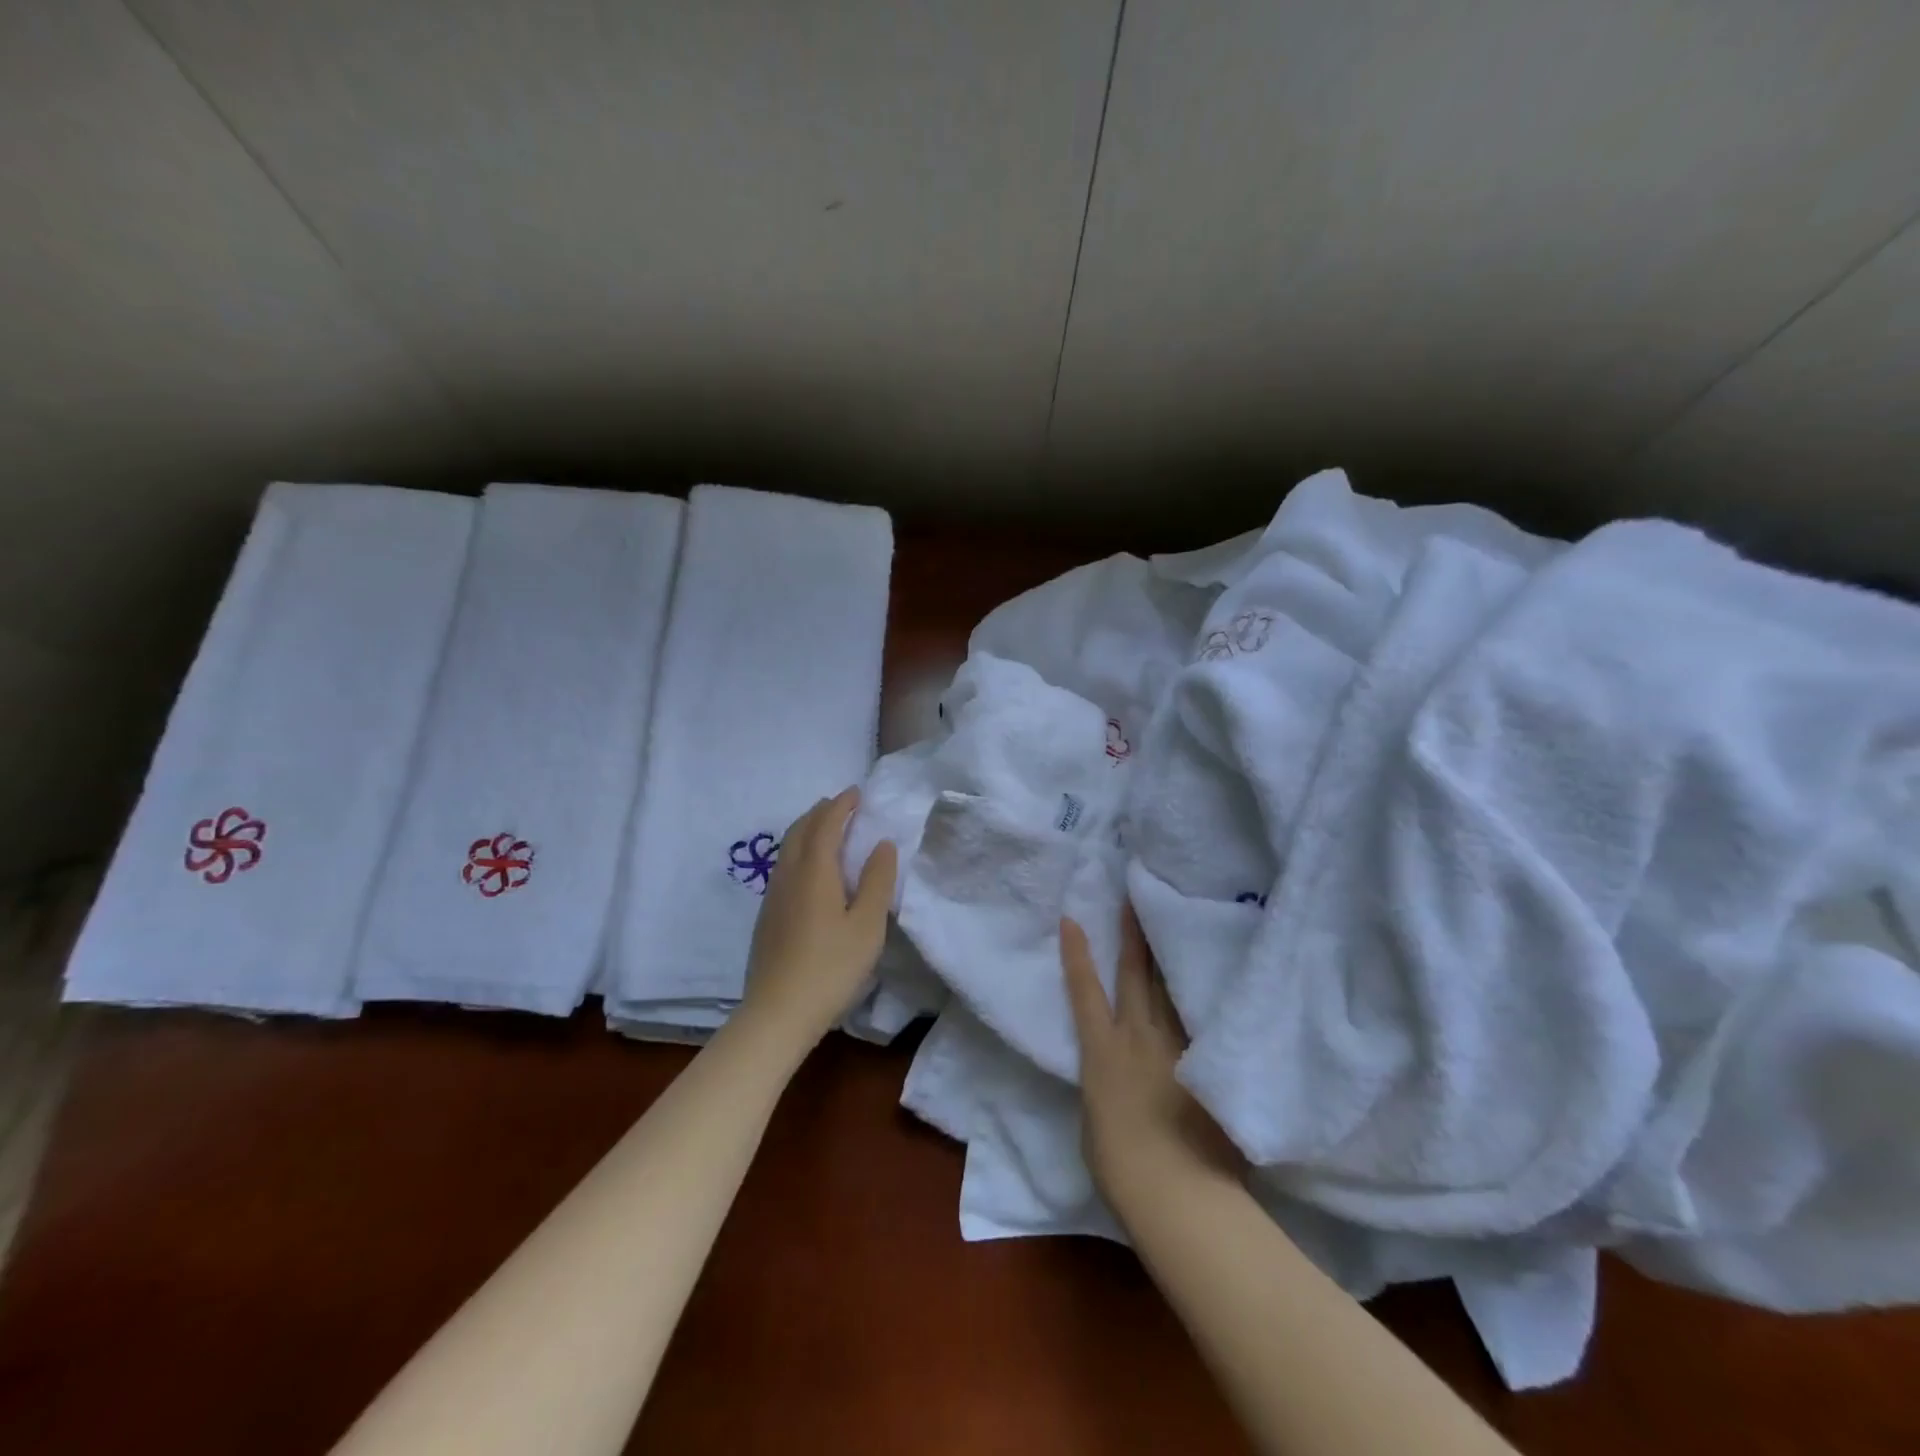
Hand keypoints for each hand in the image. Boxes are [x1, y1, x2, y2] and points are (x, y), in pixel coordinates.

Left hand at [739, 787, 896, 1053]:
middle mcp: (788, 875)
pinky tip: (810, 870)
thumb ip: (878, 881)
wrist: (777, 1013)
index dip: (841, 805)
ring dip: (808, 830)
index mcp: (814, 871)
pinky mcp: (767, 916)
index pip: (826, 824)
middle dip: (821, 812)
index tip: (857, 792)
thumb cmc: (830, 968)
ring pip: (788, 848)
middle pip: (800, 830)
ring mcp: (773, 896)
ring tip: (827, 829)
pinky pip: (783, 866)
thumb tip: (882, 844)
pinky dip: (799, 851)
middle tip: (841, 805)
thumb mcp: (867, 926)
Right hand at [1061, 905, 1242, 1209]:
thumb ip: (1106, 1085)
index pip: (1085, 991)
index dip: (1077, 954)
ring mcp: (1178, 1047)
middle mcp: (1139, 1037)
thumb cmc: (1121, 1167)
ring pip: (1171, 989)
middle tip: (1134, 899)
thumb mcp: (1096, 1118)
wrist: (1178, 1193)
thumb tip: (1118, 1076)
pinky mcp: (1210, 1065)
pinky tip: (1216, 980)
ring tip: (1172, 925)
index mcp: (1102, 1051)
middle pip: (1135, 975)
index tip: (1072, 918)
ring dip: (1168, 957)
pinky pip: (1203, 1021)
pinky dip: (1203, 999)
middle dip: (1132, 935)